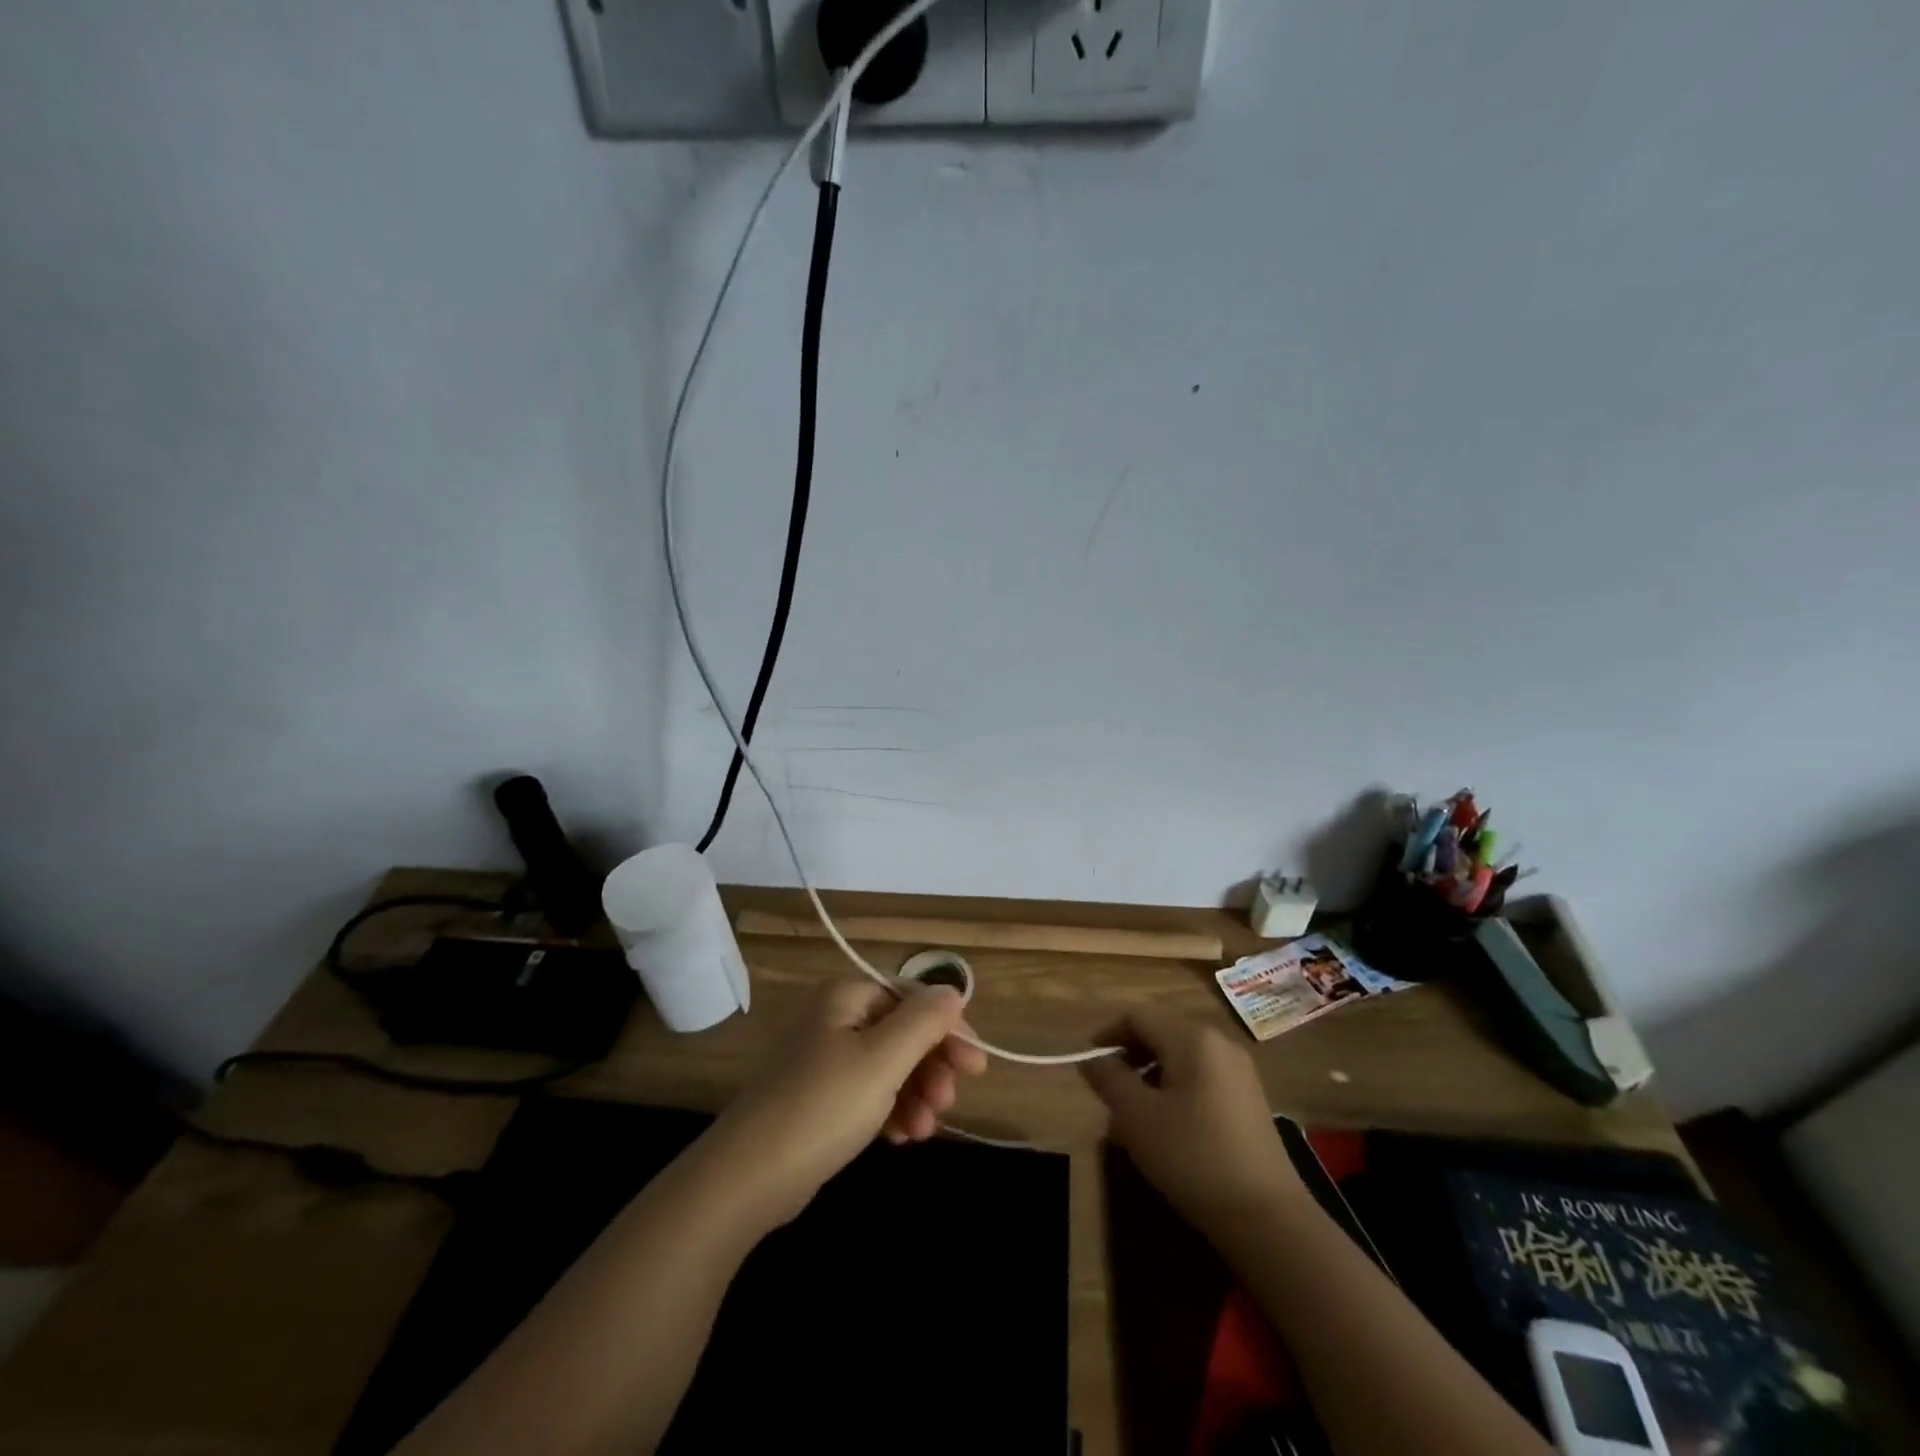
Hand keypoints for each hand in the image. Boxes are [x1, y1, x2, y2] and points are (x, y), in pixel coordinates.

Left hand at [702, 979, 988, 1229]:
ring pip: (889, 1067)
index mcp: (846, 997)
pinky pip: (869, 1093)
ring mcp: (825, 1060)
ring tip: (924, 1130)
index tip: (976, 1066)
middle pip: (903, 1032)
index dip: (948, 1028)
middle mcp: (835, 1019)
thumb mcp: (882, 1060)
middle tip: (949, 1102)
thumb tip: (952, 992)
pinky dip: (891, 1110)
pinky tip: (902, 1137)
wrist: (747, 1178)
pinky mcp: (820, 1099)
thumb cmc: (822, 1107)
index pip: (912, 998)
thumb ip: (923, 1022)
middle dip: (931, 1067)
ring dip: (915, 1094)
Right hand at [1081, 1009, 1303, 1239]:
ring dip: (1152, 1074)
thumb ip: (1109, 1080)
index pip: (1139, 1016)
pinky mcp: (1249, 1099)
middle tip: (1109, 1089)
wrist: (1267, 1217)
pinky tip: (1168, 1126)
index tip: (1090, 1062)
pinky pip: (1202, 1077)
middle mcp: (1219, 1043)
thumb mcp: (1137, 1117)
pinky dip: (1177, 1089)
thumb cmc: (1193, 1156)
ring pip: (1182, 1057)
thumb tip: (1091, 1060)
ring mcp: (1240, 1071)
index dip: (1109, 1033)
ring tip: (1134, 1112)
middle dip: (1131, 1055)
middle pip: (1162, 1032)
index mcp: (1192, 1038)